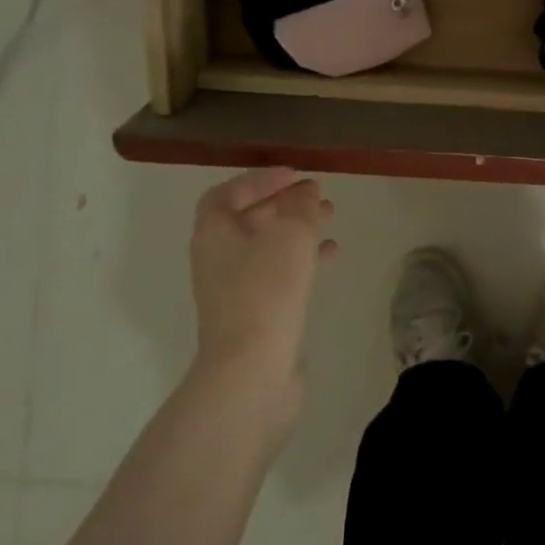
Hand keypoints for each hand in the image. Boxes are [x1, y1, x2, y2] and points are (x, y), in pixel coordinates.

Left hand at [189, 169, 336, 399]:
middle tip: (318, 193)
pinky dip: (301, 258)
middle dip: (284, 202)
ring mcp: (233, 288)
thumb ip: (301, 208)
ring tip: (330, 217)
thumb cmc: (266, 290)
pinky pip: (277, 273)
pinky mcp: (253, 313)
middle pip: (249, 218)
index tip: (294, 174)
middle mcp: (217, 257)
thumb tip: (306, 194)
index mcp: (214, 232)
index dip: (260, 179)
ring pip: (266, 245)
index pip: (229, 192)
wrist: (250, 370)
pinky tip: (329, 254)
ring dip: (296, 227)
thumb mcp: (291, 235)